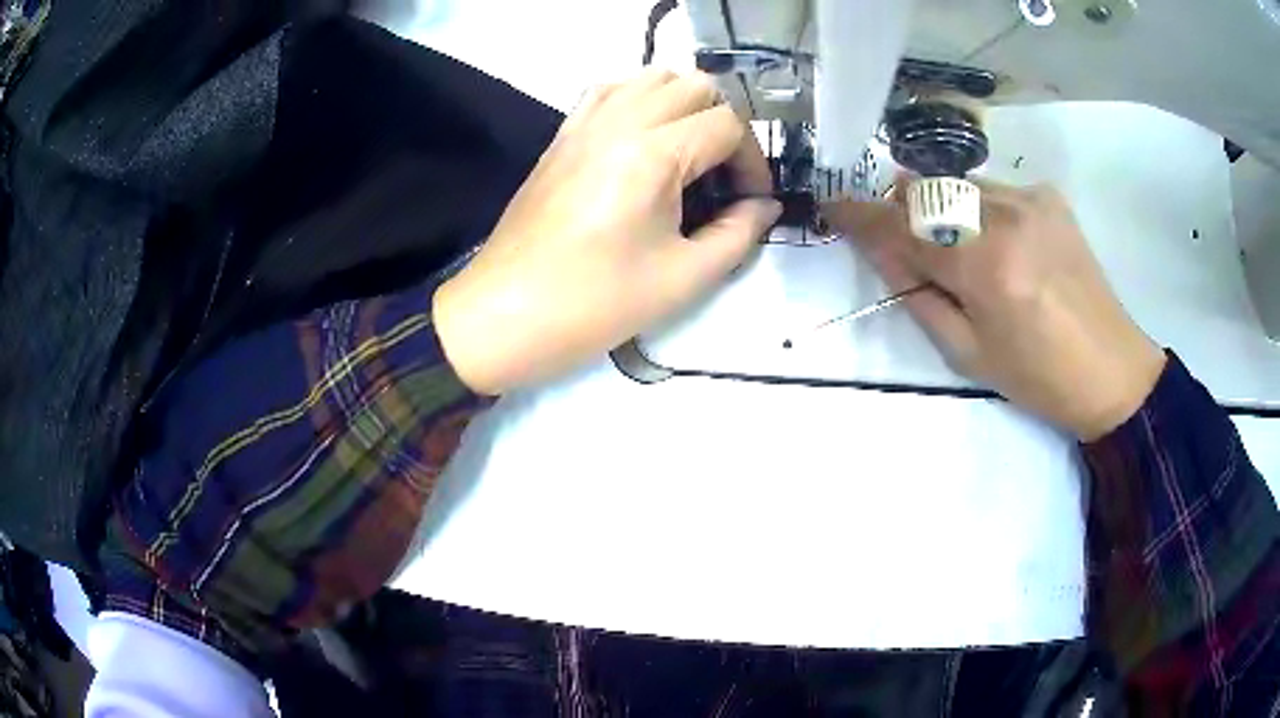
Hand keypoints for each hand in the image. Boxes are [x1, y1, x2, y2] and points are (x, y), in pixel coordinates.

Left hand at [434, 70, 780, 394]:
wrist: (505, 315)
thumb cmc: (595, 304)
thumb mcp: (683, 279)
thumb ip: (738, 235)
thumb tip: (764, 206)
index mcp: (652, 153)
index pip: (728, 125)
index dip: (753, 161)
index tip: (752, 201)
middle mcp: (619, 121)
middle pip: (695, 85)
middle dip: (726, 123)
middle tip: (725, 174)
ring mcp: (584, 123)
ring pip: (651, 78)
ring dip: (684, 104)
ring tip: (690, 152)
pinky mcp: (562, 135)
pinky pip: (609, 91)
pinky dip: (640, 100)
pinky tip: (645, 139)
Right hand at [824, 180, 1165, 440]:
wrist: (1111, 369)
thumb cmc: (1037, 377)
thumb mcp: (968, 352)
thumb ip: (919, 296)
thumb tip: (882, 253)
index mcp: (985, 266)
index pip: (904, 227)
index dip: (862, 216)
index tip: (833, 207)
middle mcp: (1006, 216)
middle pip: (927, 192)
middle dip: (901, 210)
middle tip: (897, 238)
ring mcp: (1030, 199)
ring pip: (959, 185)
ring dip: (940, 208)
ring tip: (951, 245)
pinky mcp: (1048, 197)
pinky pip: (992, 190)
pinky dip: (977, 209)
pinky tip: (996, 241)